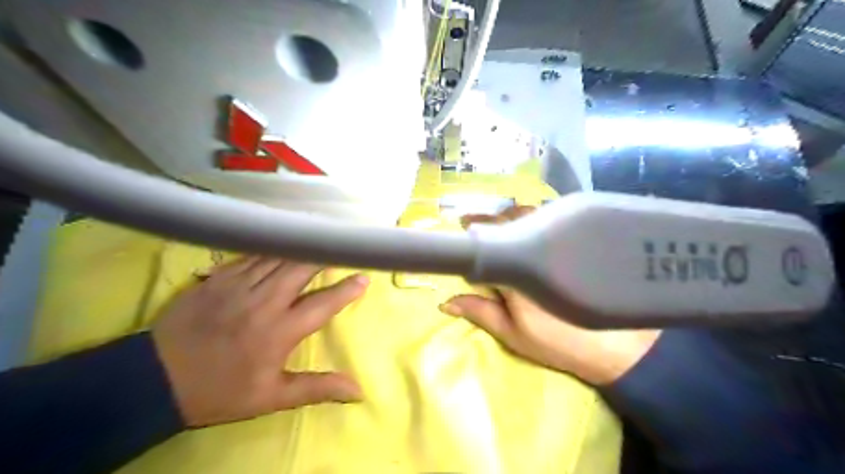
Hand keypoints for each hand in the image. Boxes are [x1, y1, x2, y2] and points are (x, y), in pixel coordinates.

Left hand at [150, 258, 365, 426]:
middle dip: (325, 256)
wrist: (154, 380)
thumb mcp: (271, 397)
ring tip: (318, 240)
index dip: (346, 290)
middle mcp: (263, 302)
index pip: (323, 304)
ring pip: (278, 257)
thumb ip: (317, 388)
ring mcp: (238, 286)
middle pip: (302, 268)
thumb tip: (358, 391)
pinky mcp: (218, 278)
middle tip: (340, 248)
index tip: (364, 278)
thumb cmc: (220, 391)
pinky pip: (252, 256)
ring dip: (301, 248)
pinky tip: (281, 244)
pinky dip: (271, 249)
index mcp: (279, 331)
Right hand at [439, 205, 663, 383]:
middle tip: (468, 223)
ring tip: (493, 222)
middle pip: (504, 222)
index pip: (485, 244)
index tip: (459, 231)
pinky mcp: (578, 239)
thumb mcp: (513, 334)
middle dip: (485, 222)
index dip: (470, 238)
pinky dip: (530, 216)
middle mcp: (539, 246)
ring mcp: (561, 238)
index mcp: (518, 270)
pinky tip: (524, 223)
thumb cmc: (560, 342)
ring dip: (507, 216)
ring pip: (526, 215)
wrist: (618, 347)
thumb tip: (445, 302)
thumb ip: (480, 312)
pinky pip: (547, 217)